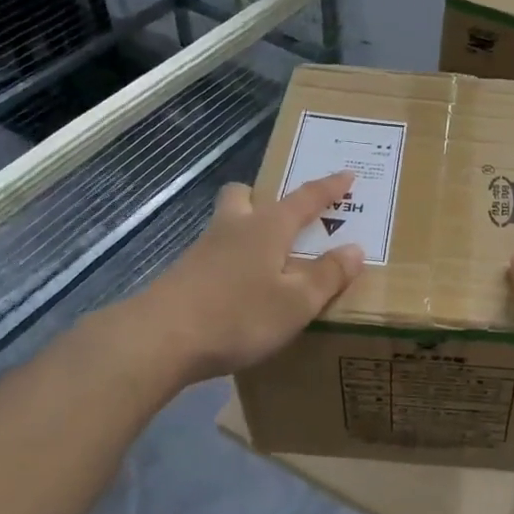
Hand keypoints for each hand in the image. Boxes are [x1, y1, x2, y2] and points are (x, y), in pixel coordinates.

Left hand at [128, 171, 365, 386]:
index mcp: (267, 227)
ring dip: (246, 230)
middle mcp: (234, 228)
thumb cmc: (238, 315)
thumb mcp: (296, 302)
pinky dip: (232, 262)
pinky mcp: (184, 275)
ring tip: (267, 258)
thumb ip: (327, 275)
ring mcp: (203, 250)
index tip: (347, 174)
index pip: (306, 198)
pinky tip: (240, 289)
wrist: (159, 339)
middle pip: (244, 195)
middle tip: (284, 216)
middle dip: (264, 197)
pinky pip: (215, 254)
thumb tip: (355, 249)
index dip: (329, 187)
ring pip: (227, 224)